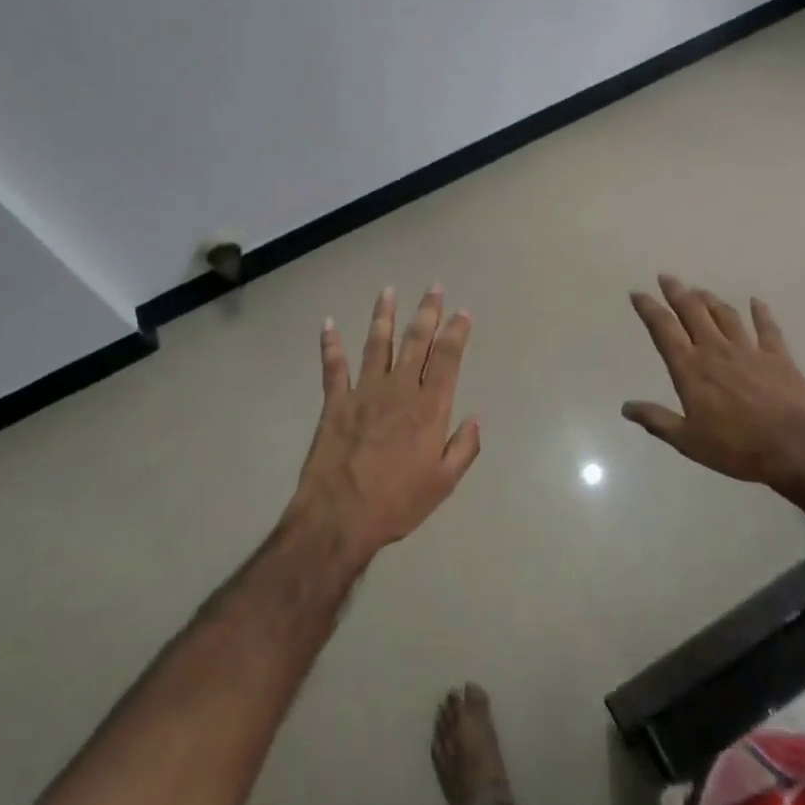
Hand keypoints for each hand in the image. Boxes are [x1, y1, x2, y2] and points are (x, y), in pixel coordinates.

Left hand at [291, 285, 480, 558]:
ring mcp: (365, 392)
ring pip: (378, 344)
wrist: (340, 517)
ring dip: (383, 316)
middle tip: (433, 287)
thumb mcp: (444, 483)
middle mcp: (400, 390)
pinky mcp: (335, 402)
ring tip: (388, 290)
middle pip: (417, 341)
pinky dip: (330, 344)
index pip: (448, 359)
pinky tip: (328, 323)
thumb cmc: (398, 503)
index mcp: (430, 408)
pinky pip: (333, 366)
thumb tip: (475, 418)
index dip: (457, 333)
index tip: (463, 312)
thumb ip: (464, 448)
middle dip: (427, 312)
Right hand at [623, 275, 804, 489]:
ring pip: (725, 315)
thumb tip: (626, 407)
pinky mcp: (778, 356)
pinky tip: (756, 302)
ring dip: (710, 300)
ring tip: (700, 290)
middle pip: (693, 312)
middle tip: (667, 277)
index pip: (664, 330)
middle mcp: (716, 350)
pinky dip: (761, 312)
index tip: (638, 293)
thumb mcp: (688, 441)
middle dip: (677, 292)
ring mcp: (748, 350)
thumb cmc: (736, 447)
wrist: (794, 447)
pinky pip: (767, 327)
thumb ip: (657, 420)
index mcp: (690, 369)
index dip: (649, 309)